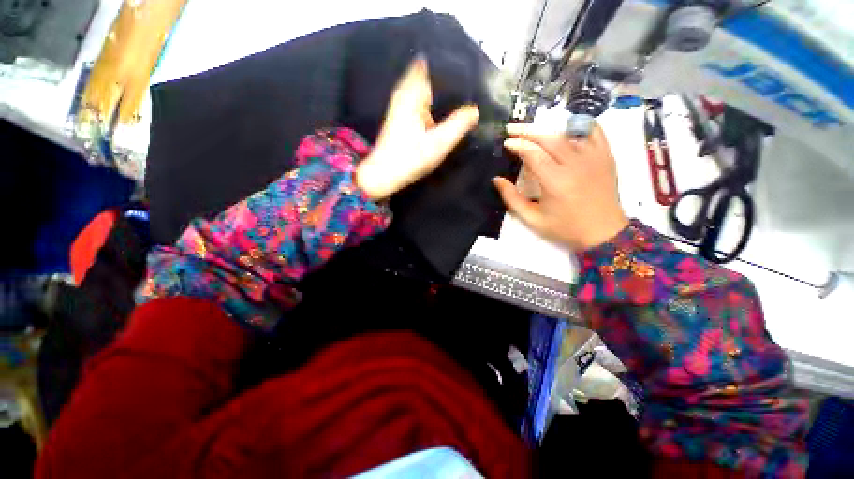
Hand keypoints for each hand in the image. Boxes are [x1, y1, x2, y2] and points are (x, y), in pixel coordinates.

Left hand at [356, 58, 479, 200]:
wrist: (385, 174)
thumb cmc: (410, 158)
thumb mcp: (438, 143)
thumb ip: (458, 125)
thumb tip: (475, 110)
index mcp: (412, 94)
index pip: (433, 66)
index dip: (451, 68)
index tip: (469, 71)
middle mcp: (405, 93)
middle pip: (429, 75)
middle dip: (448, 79)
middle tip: (469, 86)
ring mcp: (401, 104)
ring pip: (424, 88)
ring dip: (440, 91)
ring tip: (460, 97)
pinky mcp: (401, 116)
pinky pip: (420, 100)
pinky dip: (432, 102)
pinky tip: (442, 113)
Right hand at [493, 123, 628, 250]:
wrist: (603, 233)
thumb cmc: (565, 228)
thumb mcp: (533, 219)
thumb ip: (512, 199)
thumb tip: (497, 180)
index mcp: (555, 181)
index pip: (533, 153)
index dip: (518, 145)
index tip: (506, 142)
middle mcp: (575, 164)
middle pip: (549, 139)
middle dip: (528, 131)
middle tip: (512, 129)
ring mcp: (594, 158)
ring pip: (568, 133)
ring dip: (547, 130)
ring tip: (532, 130)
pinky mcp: (606, 156)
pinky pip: (594, 132)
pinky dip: (579, 125)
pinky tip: (566, 127)